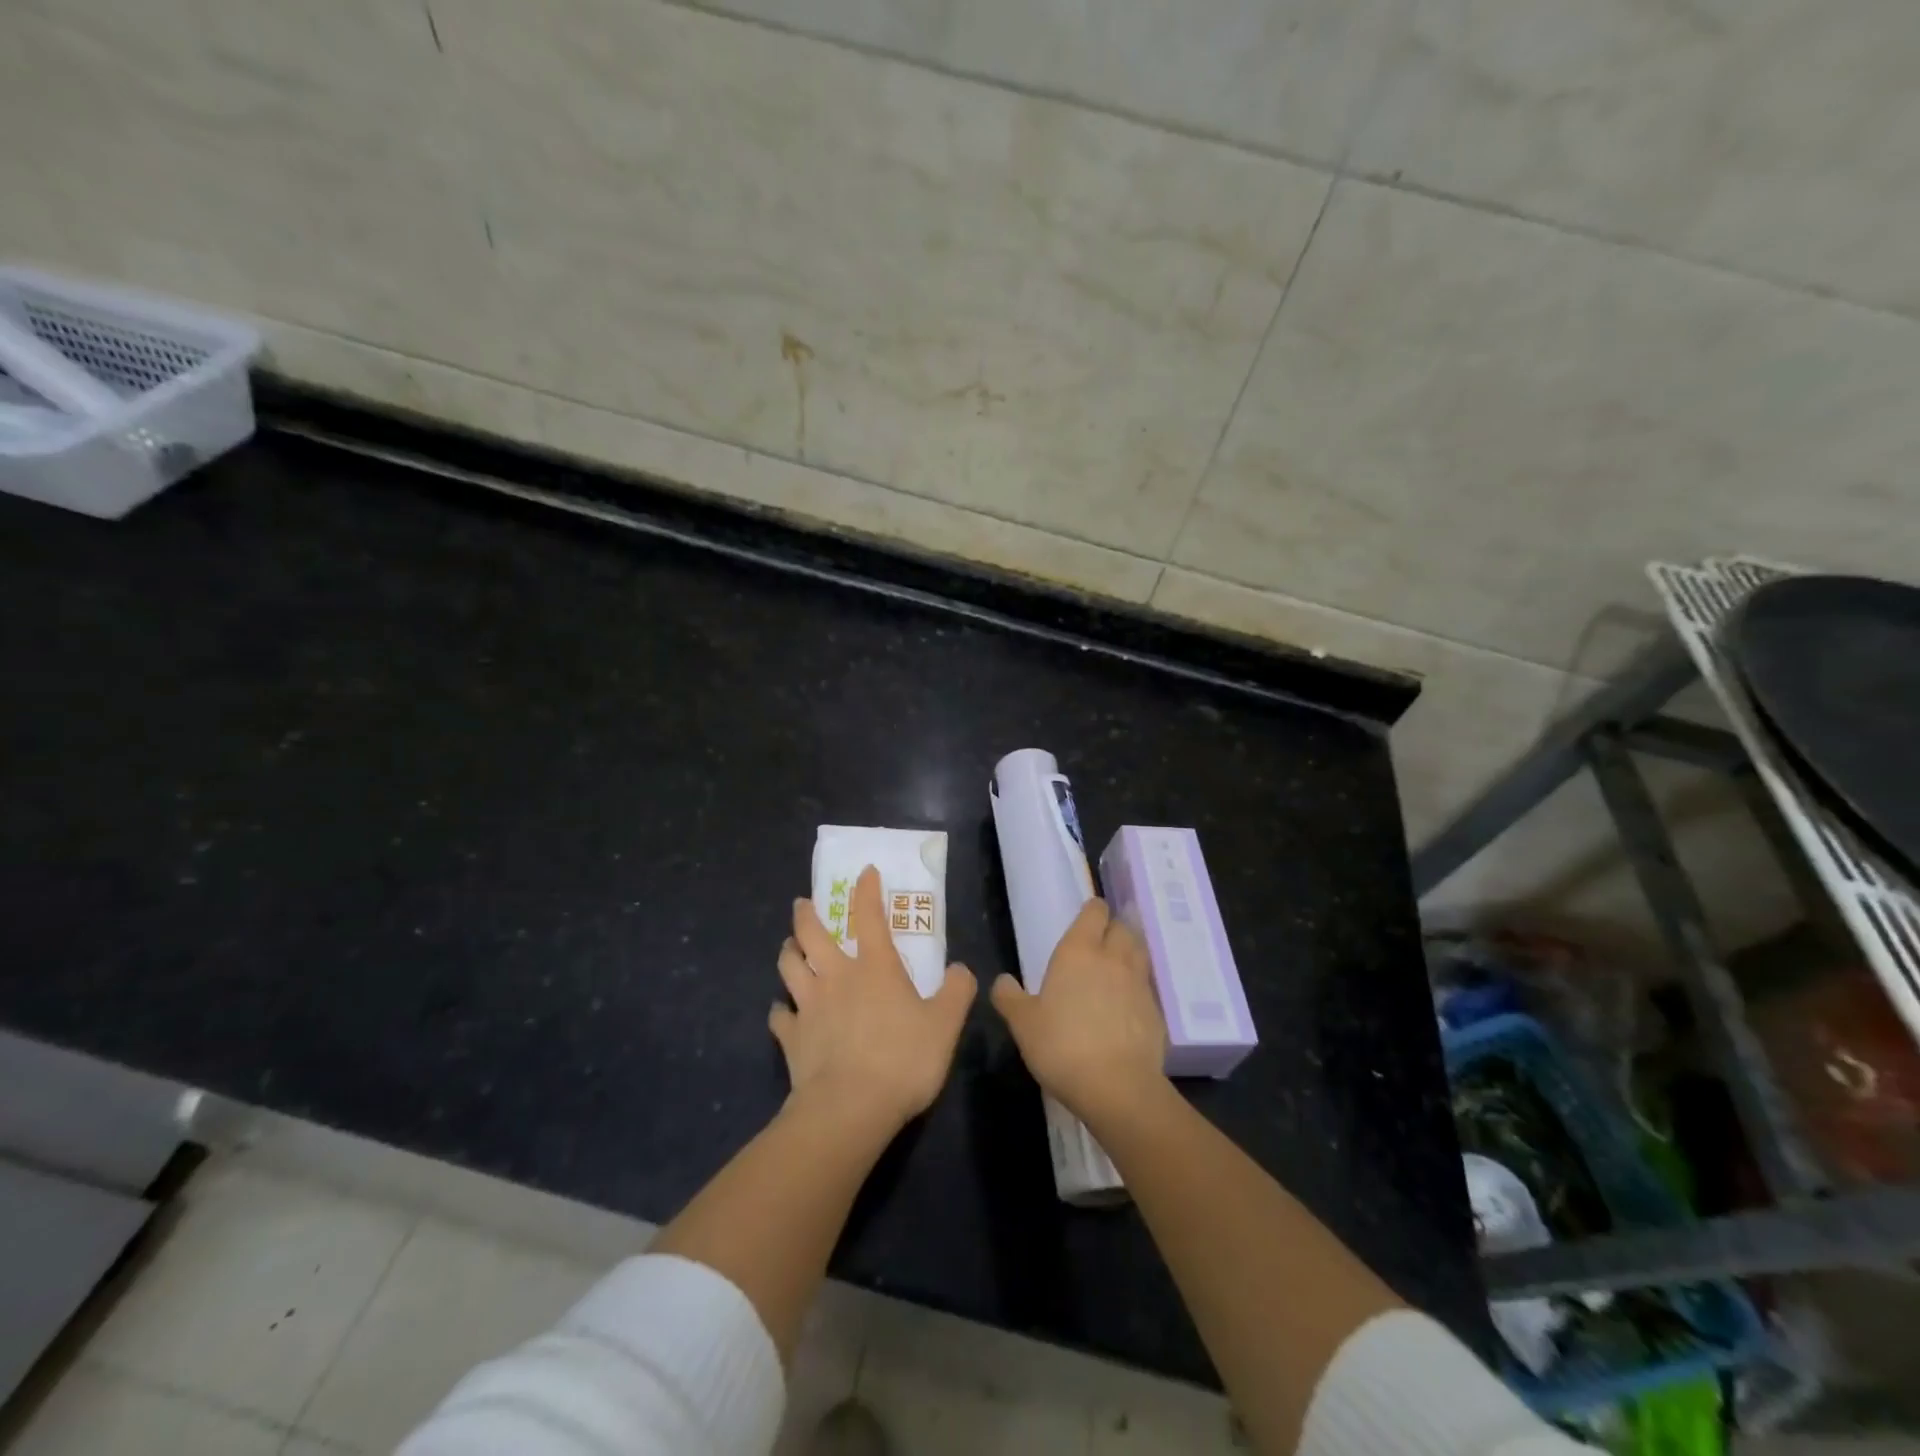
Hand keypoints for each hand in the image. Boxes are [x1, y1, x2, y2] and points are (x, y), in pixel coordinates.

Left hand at [771, 866, 976, 1130]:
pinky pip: (779, 1016)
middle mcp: (836, 976)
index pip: (869, 916)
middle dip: (806, 914)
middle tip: (803, 903)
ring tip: (790, 946)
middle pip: (812, 934)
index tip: (864, 872)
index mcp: (875, 967)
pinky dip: (781, 1009)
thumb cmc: (902, 1060)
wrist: (850, 1108)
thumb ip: (957, 991)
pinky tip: (783, 1011)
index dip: (867, 890)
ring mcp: (809, 1005)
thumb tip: (960, 969)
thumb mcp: (946, 1025)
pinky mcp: (791, 1037)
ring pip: (789, 966)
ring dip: (788, 952)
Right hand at [990, 897, 1167, 1122]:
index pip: (1094, 912)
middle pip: (1122, 928)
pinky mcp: (1155, 1011)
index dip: (1093, 910)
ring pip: (1139, 952)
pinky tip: (1129, 1002)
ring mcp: (1138, 984)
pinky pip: (1147, 986)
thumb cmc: (1062, 1046)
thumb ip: (1009, 998)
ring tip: (1118, 963)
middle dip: (1114, 928)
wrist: (1117, 1086)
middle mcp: (1112, 958)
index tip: (1088, 914)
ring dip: (1130, 951)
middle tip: (1101, 939)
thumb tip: (1002, 980)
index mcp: (1078, 951)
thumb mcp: (1023, 1023)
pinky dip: (1139, 986)